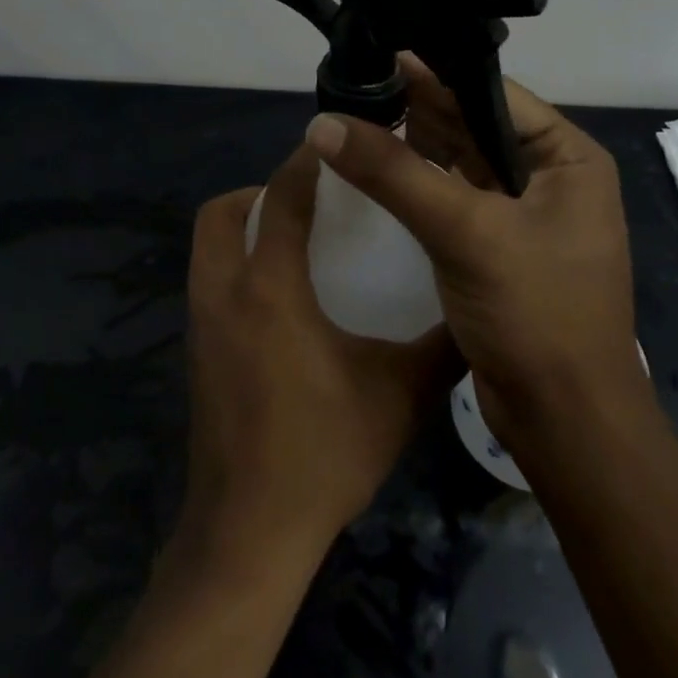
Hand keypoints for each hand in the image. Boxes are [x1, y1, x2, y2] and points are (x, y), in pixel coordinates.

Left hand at [177, 143, 456, 570]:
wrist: (250, 533)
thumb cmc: (324, 453)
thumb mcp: (398, 395)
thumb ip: (441, 347)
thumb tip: (479, 314)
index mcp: (269, 289)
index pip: (279, 198)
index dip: (305, 163)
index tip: (335, 143)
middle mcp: (224, 294)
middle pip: (221, 213)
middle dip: (259, 191)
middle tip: (311, 200)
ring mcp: (201, 326)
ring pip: (209, 247)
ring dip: (246, 228)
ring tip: (301, 241)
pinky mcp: (197, 354)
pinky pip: (211, 282)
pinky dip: (240, 266)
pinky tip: (285, 298)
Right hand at [303, 56, 648, 449]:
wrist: (565, 421)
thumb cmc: (535, 314)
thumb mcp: (464, 232)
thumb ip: (394, 173)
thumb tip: (324, 122)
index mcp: (567, 157)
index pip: (493, 96)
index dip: (435, 75)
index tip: (378, 57)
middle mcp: (552, 176)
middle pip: (475, 126)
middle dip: (420, 108)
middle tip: (357, 86)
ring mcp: (526, 213)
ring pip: (461, 162)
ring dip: (416, 144)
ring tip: (359, 117)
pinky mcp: (500, 246)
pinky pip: (455, 198)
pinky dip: (420, 183)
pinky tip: (381, 168)